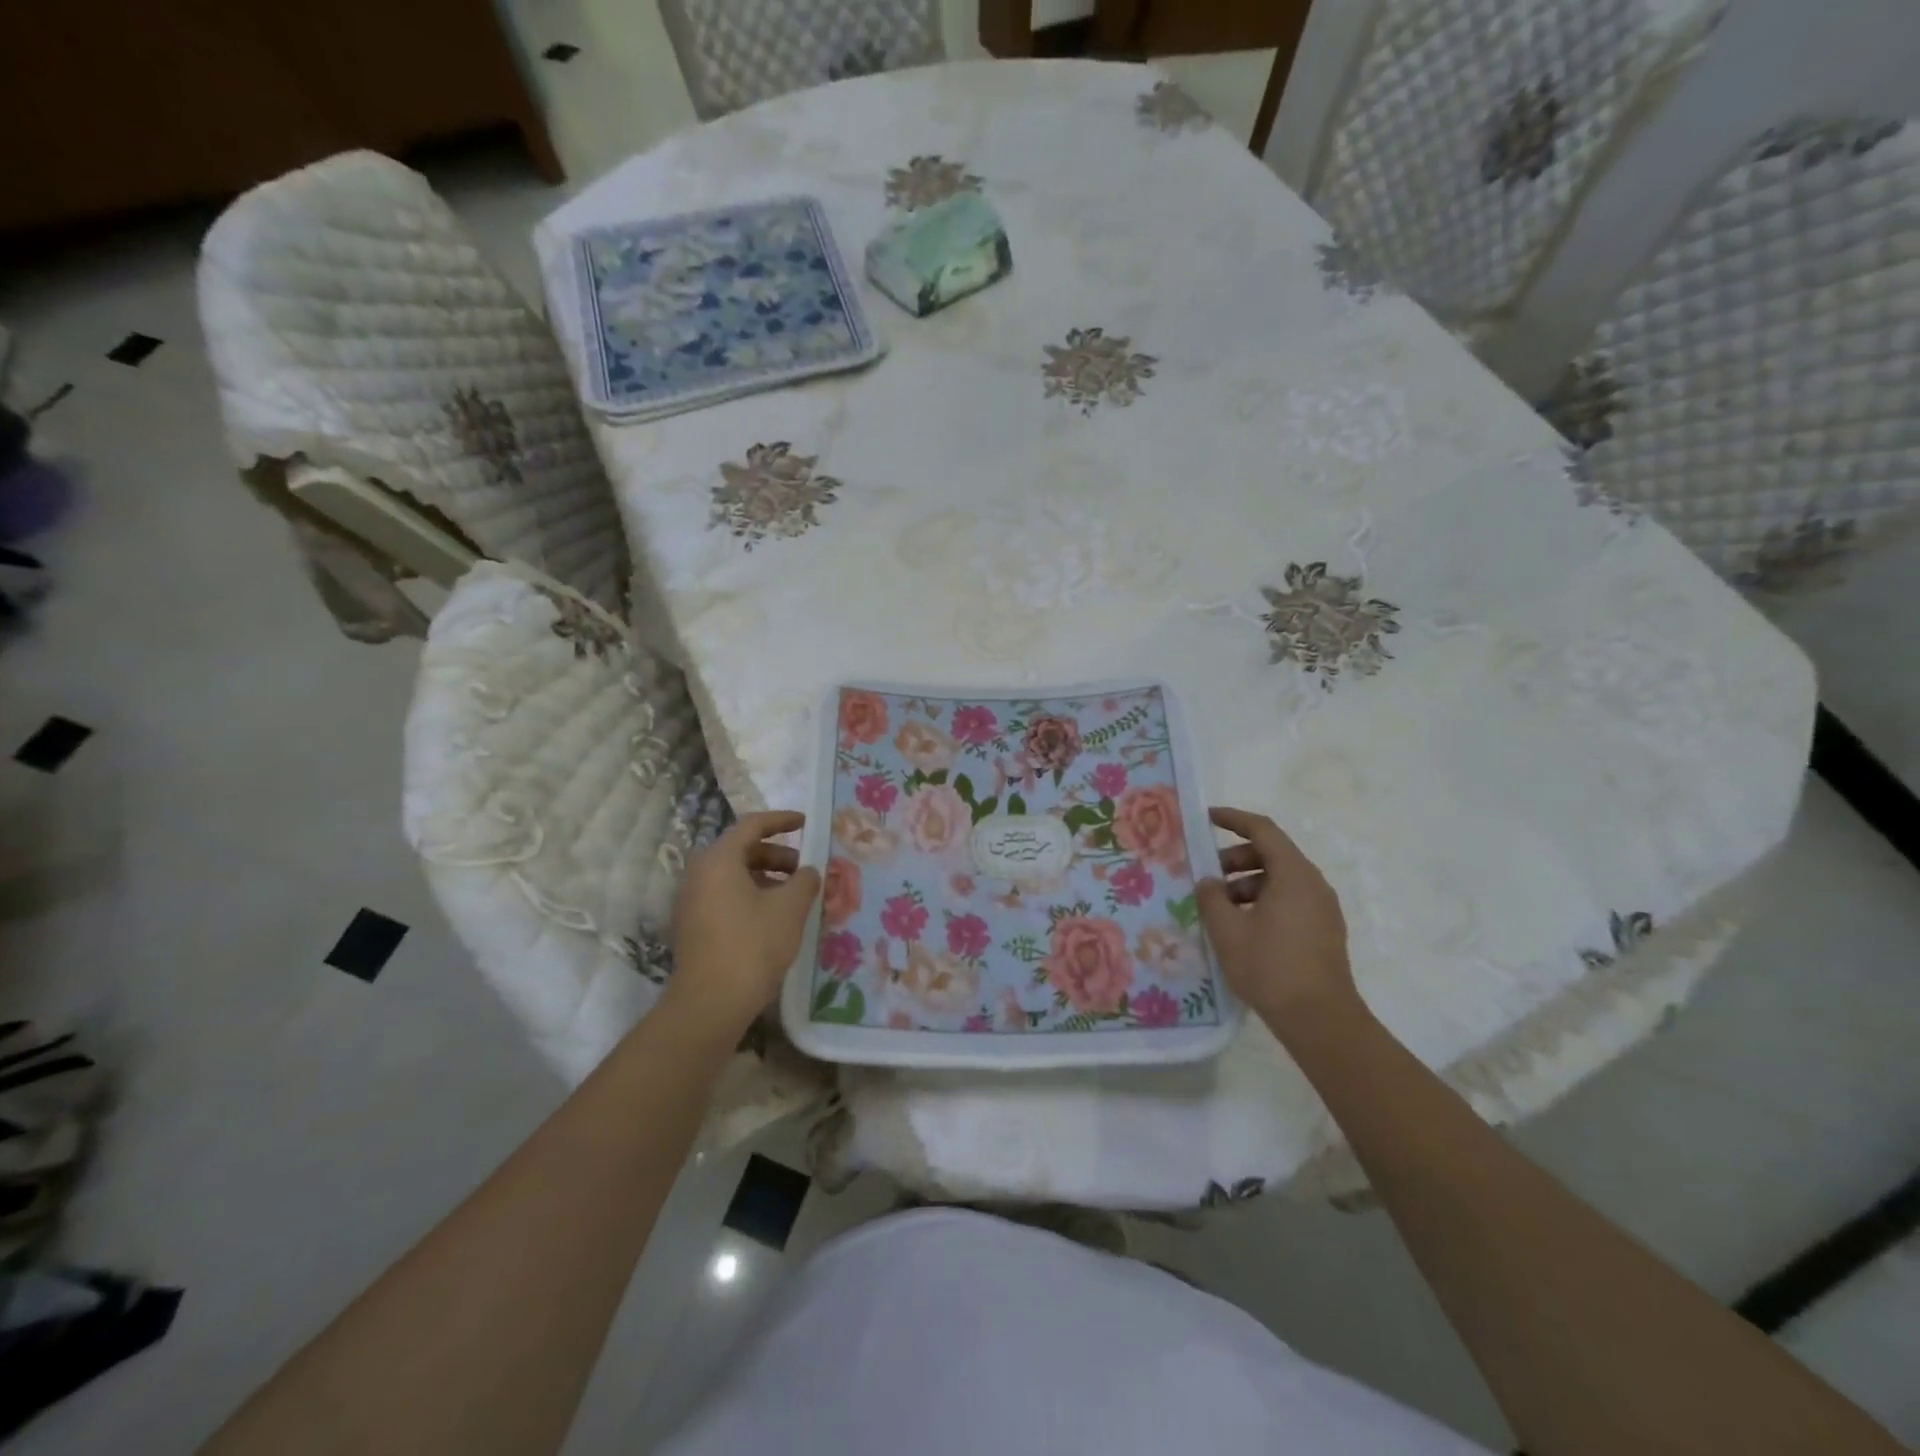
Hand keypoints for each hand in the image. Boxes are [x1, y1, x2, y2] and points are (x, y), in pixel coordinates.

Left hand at [665, 811, 820, 1035]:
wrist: (710, 1003)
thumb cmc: (753, 944)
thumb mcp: (790, 908)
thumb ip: (805, 880)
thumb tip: (808, 871)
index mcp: (719, 859)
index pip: (752, 825)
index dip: (782, 820)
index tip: (805, 822)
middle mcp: (699, 873)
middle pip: (741, 850)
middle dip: (776, 854)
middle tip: (804, 869)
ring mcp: (692, 901)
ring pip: (733, 875)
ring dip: (765, 877)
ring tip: (793, 895)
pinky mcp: (693, 925)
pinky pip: (725, 896)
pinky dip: (751, 895)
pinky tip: (773, 917)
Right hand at [1196, 807, 1358, 1030]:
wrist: (1320, 1019)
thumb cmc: (1270, 967)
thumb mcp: (1228, 930)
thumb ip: (1211, 897)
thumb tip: (1209, 882)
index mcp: (1293, 874)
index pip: (1263, 830)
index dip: (1233, 819)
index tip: (1206, 818)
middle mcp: (1313, 884)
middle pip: (1272, 854)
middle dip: (1235, 858)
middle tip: (1207, 876)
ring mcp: (1322, 908)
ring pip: (1280, 879)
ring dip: (1247, 884)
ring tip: (1220, 908)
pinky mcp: (1323, 931)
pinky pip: (1290, 900)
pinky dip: (1263, 901)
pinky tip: (1242, 927)